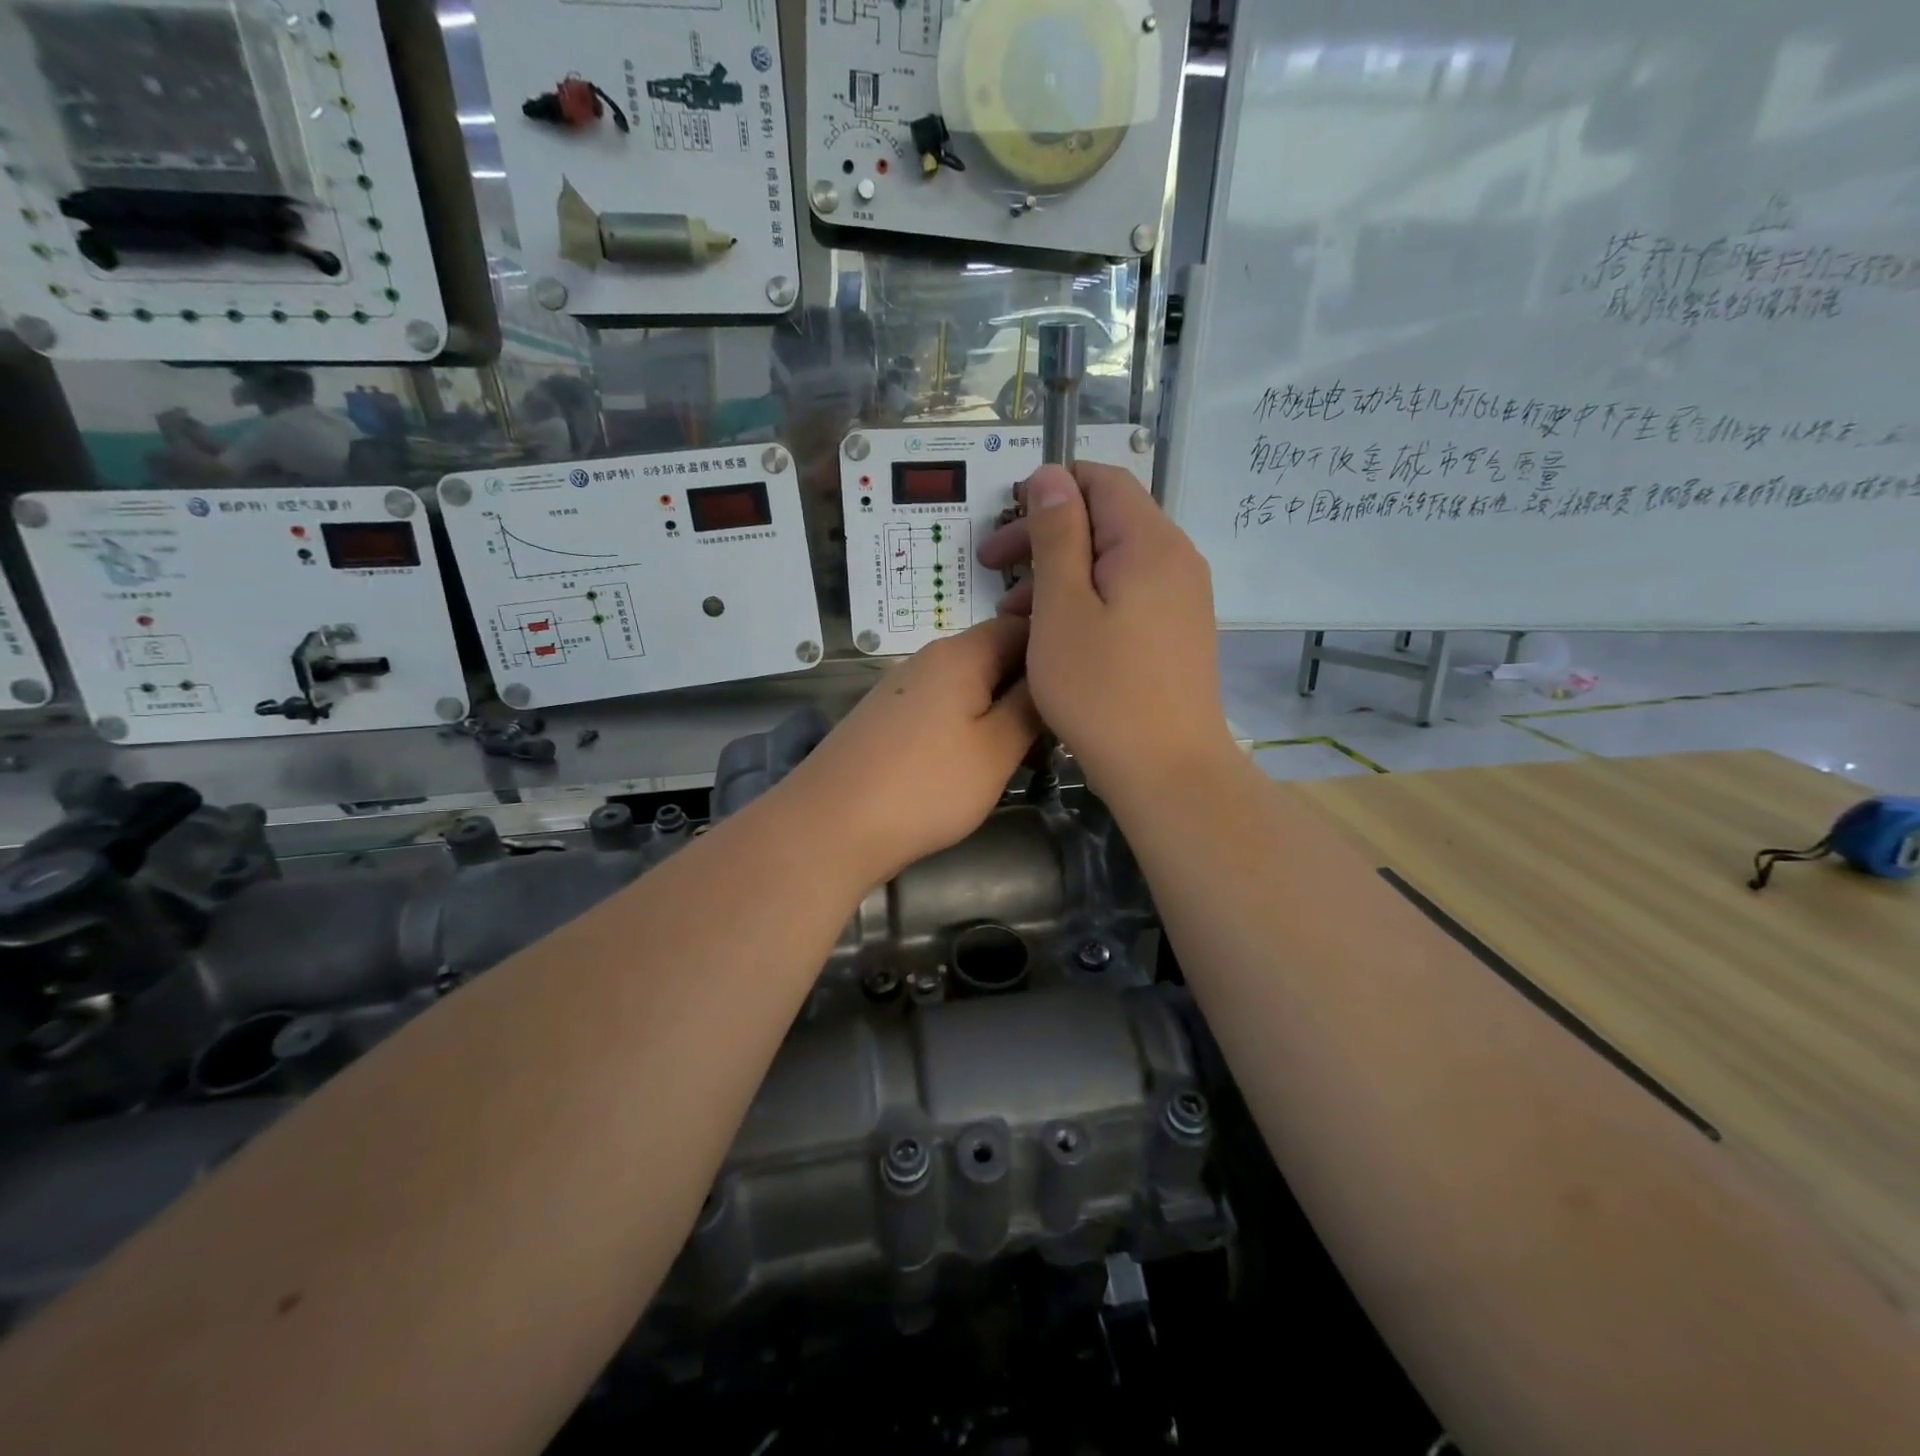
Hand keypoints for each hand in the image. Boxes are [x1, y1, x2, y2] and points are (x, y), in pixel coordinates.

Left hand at [782, 617, 1041, 884]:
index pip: (1021, 627)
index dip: (1055, 652)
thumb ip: (1030, 707)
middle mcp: (928, 660)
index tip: (1081, 691)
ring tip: (1026, 756)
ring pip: (968, 688)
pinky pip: (942, 710)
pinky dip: (968, 729)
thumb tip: (1051, 674)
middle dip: (1029, 690)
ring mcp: (902, 690)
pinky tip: (977, 764)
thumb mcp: (996, 749)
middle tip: (1060, 734)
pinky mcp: (887, 721)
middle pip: (994, 657)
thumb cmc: (925, 786)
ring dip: (1000, 714)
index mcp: (960, 654)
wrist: (830, 826)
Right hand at [977, 463, 1234, 800]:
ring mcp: (1182, 598)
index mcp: (1150, 542)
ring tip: (1012, 615)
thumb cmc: (1103, 690)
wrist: (1167, 771)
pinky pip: (1126, 596)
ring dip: (1059, 575)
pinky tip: (1054, 636)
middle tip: (991, 568)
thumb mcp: (1062, 608)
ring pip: (1112, 563)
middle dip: (1044, 537)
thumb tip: (1051, 475)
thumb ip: (1057, 535)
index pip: (1102, 480)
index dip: (1048, 490)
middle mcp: (1176, 559)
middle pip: (1105, 521)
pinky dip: (1085, 601)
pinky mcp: (1177, 633)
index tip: (1003, 525)